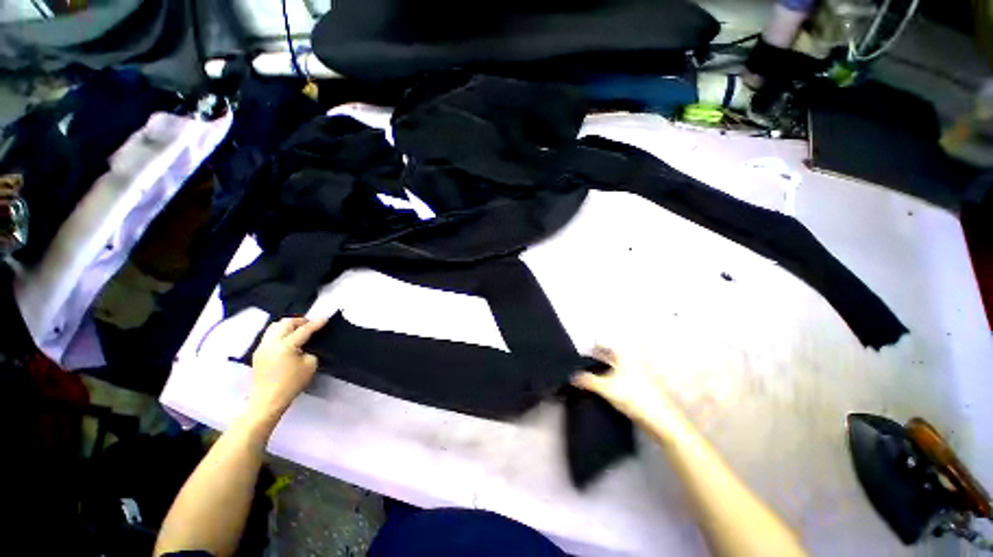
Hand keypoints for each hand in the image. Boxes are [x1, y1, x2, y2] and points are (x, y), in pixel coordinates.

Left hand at [249, 316, 327, 417]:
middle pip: (285, 323)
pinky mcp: (258, 353)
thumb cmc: (292, 384)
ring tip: (298, 330)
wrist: (268, 400)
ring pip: (274, 327)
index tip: (325, 318)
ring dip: (288, 326)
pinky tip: (287, 340)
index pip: (304, 330)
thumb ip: (310, 351)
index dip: (316, 323)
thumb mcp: (310, 366)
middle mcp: (271, 343)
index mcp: (286, 346)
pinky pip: (269, 335)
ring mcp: (262, 347)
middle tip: (310, 324)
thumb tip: (306, 345)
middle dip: (300, 321)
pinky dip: (280, 333)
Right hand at [573, 346, 681, 432]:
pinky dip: (608, 379)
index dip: (593, 344)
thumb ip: (588, 380)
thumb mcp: (606, 387)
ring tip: (587, 374)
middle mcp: (630, 362)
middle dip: (597, 356)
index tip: (581, 348)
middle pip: (610, 355)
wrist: (660, 419)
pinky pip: (618, 378)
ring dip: (602, 368)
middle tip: (582, 361)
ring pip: (614, 367)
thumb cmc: (634, 396)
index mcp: (624, 356)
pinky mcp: (637, 387)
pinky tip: (600, 387)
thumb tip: (571, 376)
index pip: (605, 344)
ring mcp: (635, 375)